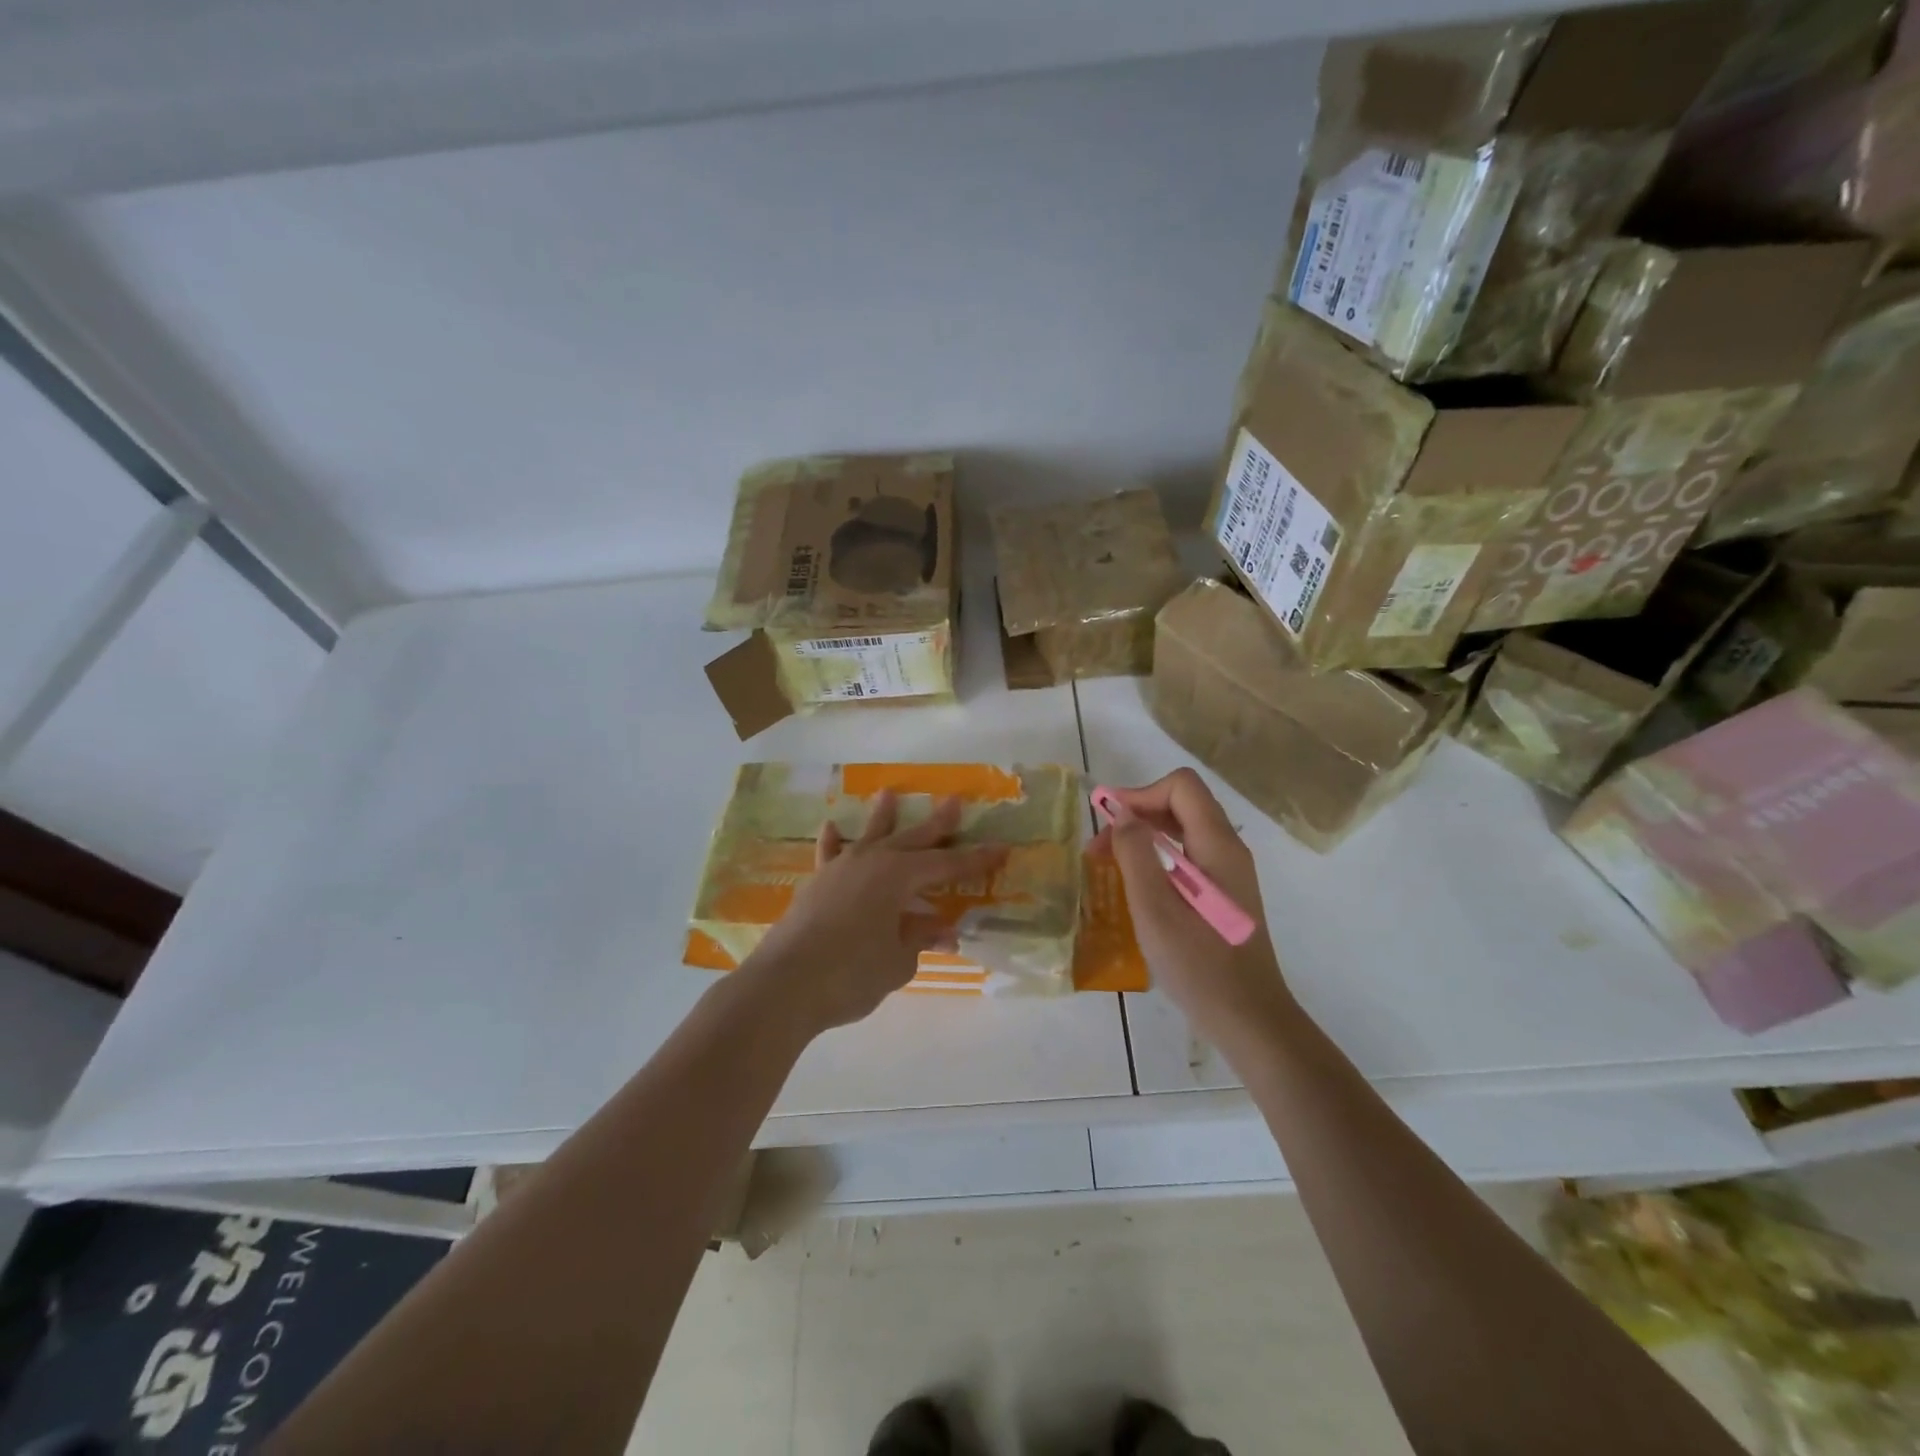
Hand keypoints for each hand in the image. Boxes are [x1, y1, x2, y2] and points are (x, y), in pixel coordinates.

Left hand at [740, 791, 1007, 1034]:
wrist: (784, 985)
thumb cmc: (851, 973)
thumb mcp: (897, 961)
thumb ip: (920, 939)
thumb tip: (942, 929)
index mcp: (899, 876)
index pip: (947, 866)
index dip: (976, 860)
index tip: (1001, 849)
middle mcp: (872, 863)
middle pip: (912, 839)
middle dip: (936, 823)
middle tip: (955, 801)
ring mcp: (840, 870)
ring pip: (870, 837)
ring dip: (882, 817)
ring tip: (888, 793)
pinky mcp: (817, 884)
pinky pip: (829, 855)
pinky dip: (833, 841)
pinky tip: (832, 827)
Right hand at [1091, 769, 1296, 1055]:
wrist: (1249, 1020)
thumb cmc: (1199, 966)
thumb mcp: (1155, 909)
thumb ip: (1136, 854)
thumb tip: (1121, 814)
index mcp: (1217, 845)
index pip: (1181, 786)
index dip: (1140, 793)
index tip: (1106, 822)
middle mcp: (1229, 849)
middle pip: (1182, 803)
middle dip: (1137, 814)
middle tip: (1099, 848)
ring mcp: (1229, 872)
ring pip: (1184, 829)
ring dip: (1144, 836)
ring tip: (1109, 864)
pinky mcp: (1224, 892)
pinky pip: (1188, 854)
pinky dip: (1157, 856)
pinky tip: (1137, 885)